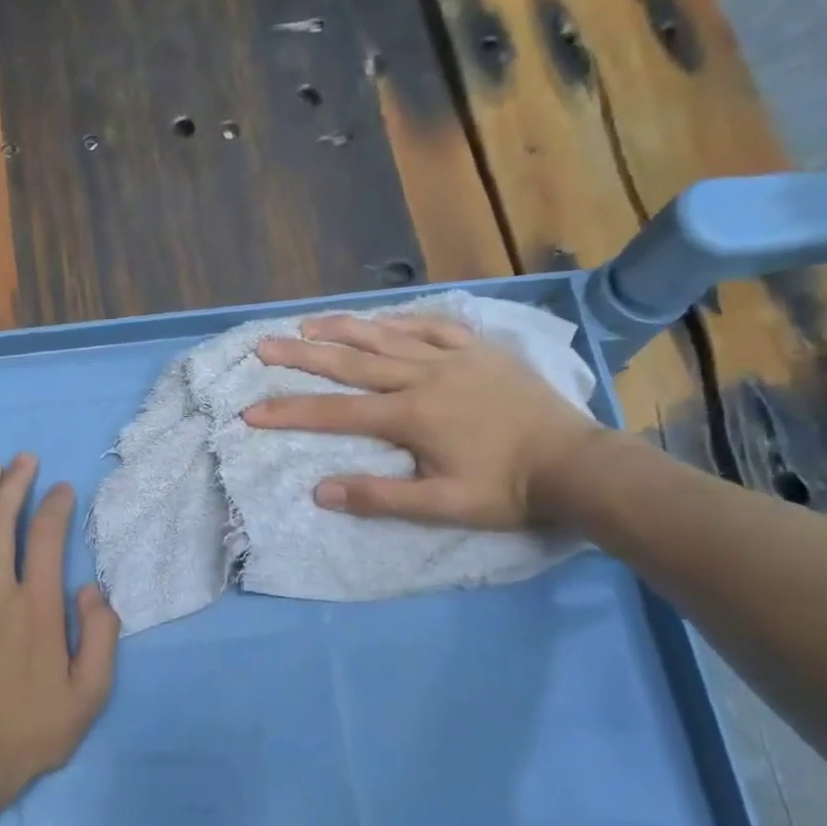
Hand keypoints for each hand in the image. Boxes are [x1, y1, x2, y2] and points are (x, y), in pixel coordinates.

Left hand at [0, 454, 120, 804]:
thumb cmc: (35, 730)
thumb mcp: (90, 693)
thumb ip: (100, 635)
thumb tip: (93, 589)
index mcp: (39, 610)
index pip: (48, 541)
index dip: (55, 507)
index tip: (61, 489)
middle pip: (3, 527)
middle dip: (13, 486)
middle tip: (21, 459)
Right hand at [244, 312, 609, 530]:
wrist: (575, 464)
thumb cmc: (506, 491)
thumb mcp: (441, 506)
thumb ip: (379, 498)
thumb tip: (320, 491)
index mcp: (411, 416)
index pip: (336, 412)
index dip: (290, 412)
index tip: (251, 411)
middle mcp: (424, 377)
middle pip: (352, 363)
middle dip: (302, 356)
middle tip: (264, 345)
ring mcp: (454, 359)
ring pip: (388, 336)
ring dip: (344, 328)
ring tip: (307, 323)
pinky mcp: (481, 351)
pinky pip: (434, 326)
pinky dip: (402, 320)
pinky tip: (382, 319)